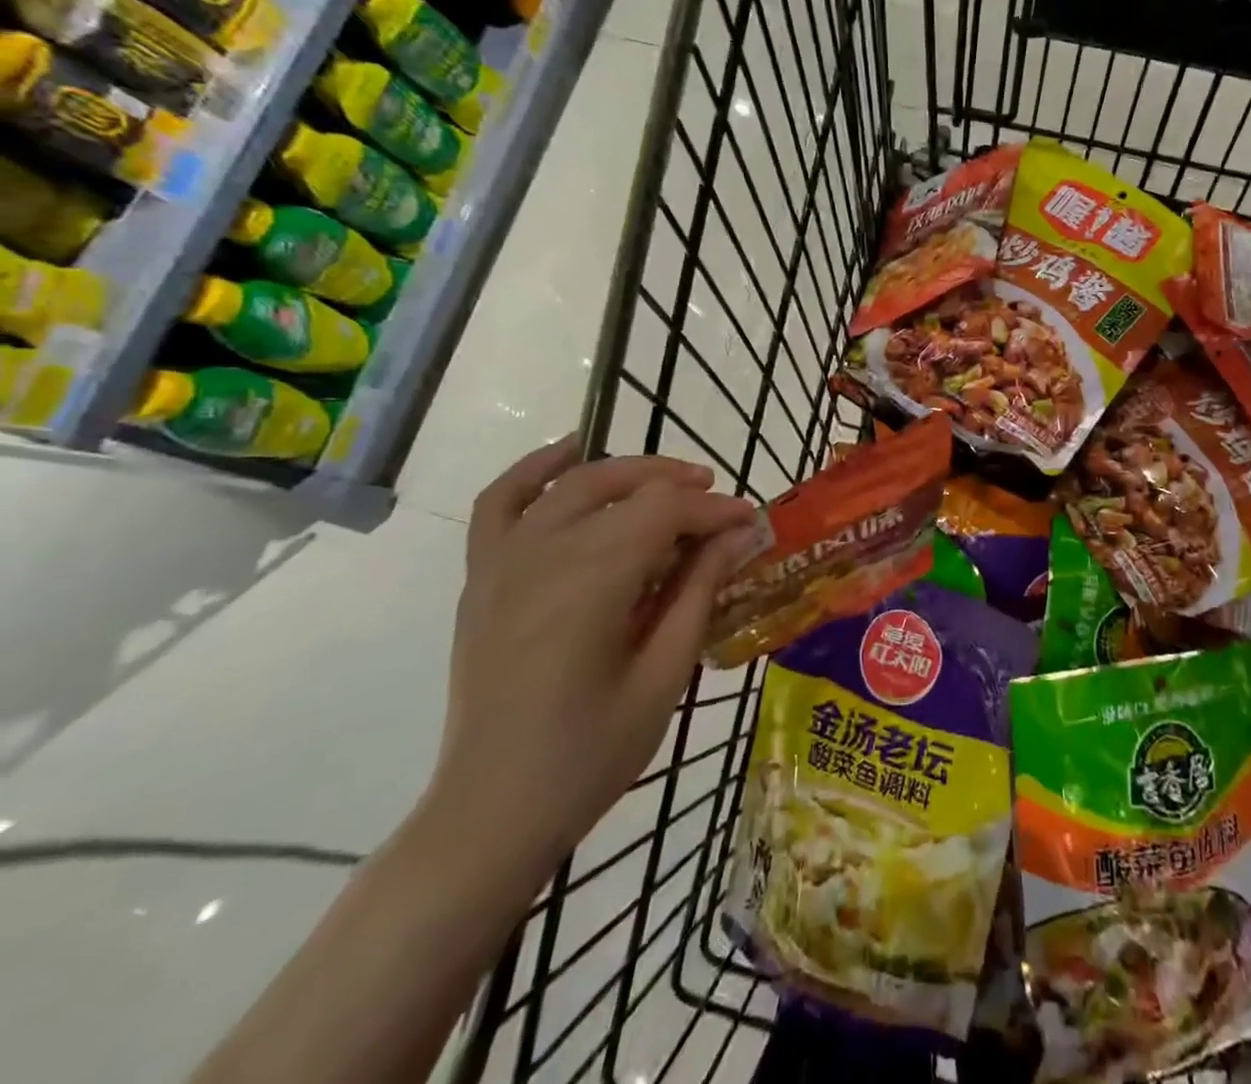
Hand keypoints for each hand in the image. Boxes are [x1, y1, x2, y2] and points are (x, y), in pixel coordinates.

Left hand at [423, 437, 761, 881]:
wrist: (490, 813)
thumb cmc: (590, 755)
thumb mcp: (663, 675)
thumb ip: (699, 592)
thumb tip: (741, 533)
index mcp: (590, 583)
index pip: (664, 512)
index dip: (715, 510)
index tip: (751, 524)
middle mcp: (543, 556)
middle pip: (623, 487)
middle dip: (680, 487)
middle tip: (721, 507)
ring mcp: (503, 563)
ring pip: (572, 484)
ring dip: (627, 472)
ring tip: (670, 483)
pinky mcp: (482, 578)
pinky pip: (501, 502)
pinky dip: (535, 469)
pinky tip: (570, 452)